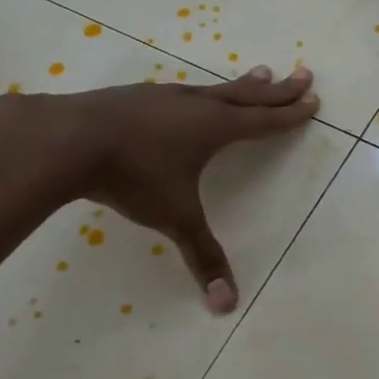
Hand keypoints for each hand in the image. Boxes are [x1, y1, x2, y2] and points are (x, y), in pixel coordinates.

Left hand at [13, 65, 318, 312]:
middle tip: (304, 74)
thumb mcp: (173, 217)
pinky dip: (202, 92)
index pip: (263, 121)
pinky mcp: (135, 96)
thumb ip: (202, 256)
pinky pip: (182, 92)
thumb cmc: (132, 176)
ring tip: (260, 73)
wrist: (66, 139)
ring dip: (241, 85)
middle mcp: (195, 106)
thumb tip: (228, 305)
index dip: (290, 114)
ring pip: (214, 88)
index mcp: (214, 128)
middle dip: (278, 89)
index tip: (313, 100)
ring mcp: (163, 97)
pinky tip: (189, 97)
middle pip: (247, 95)